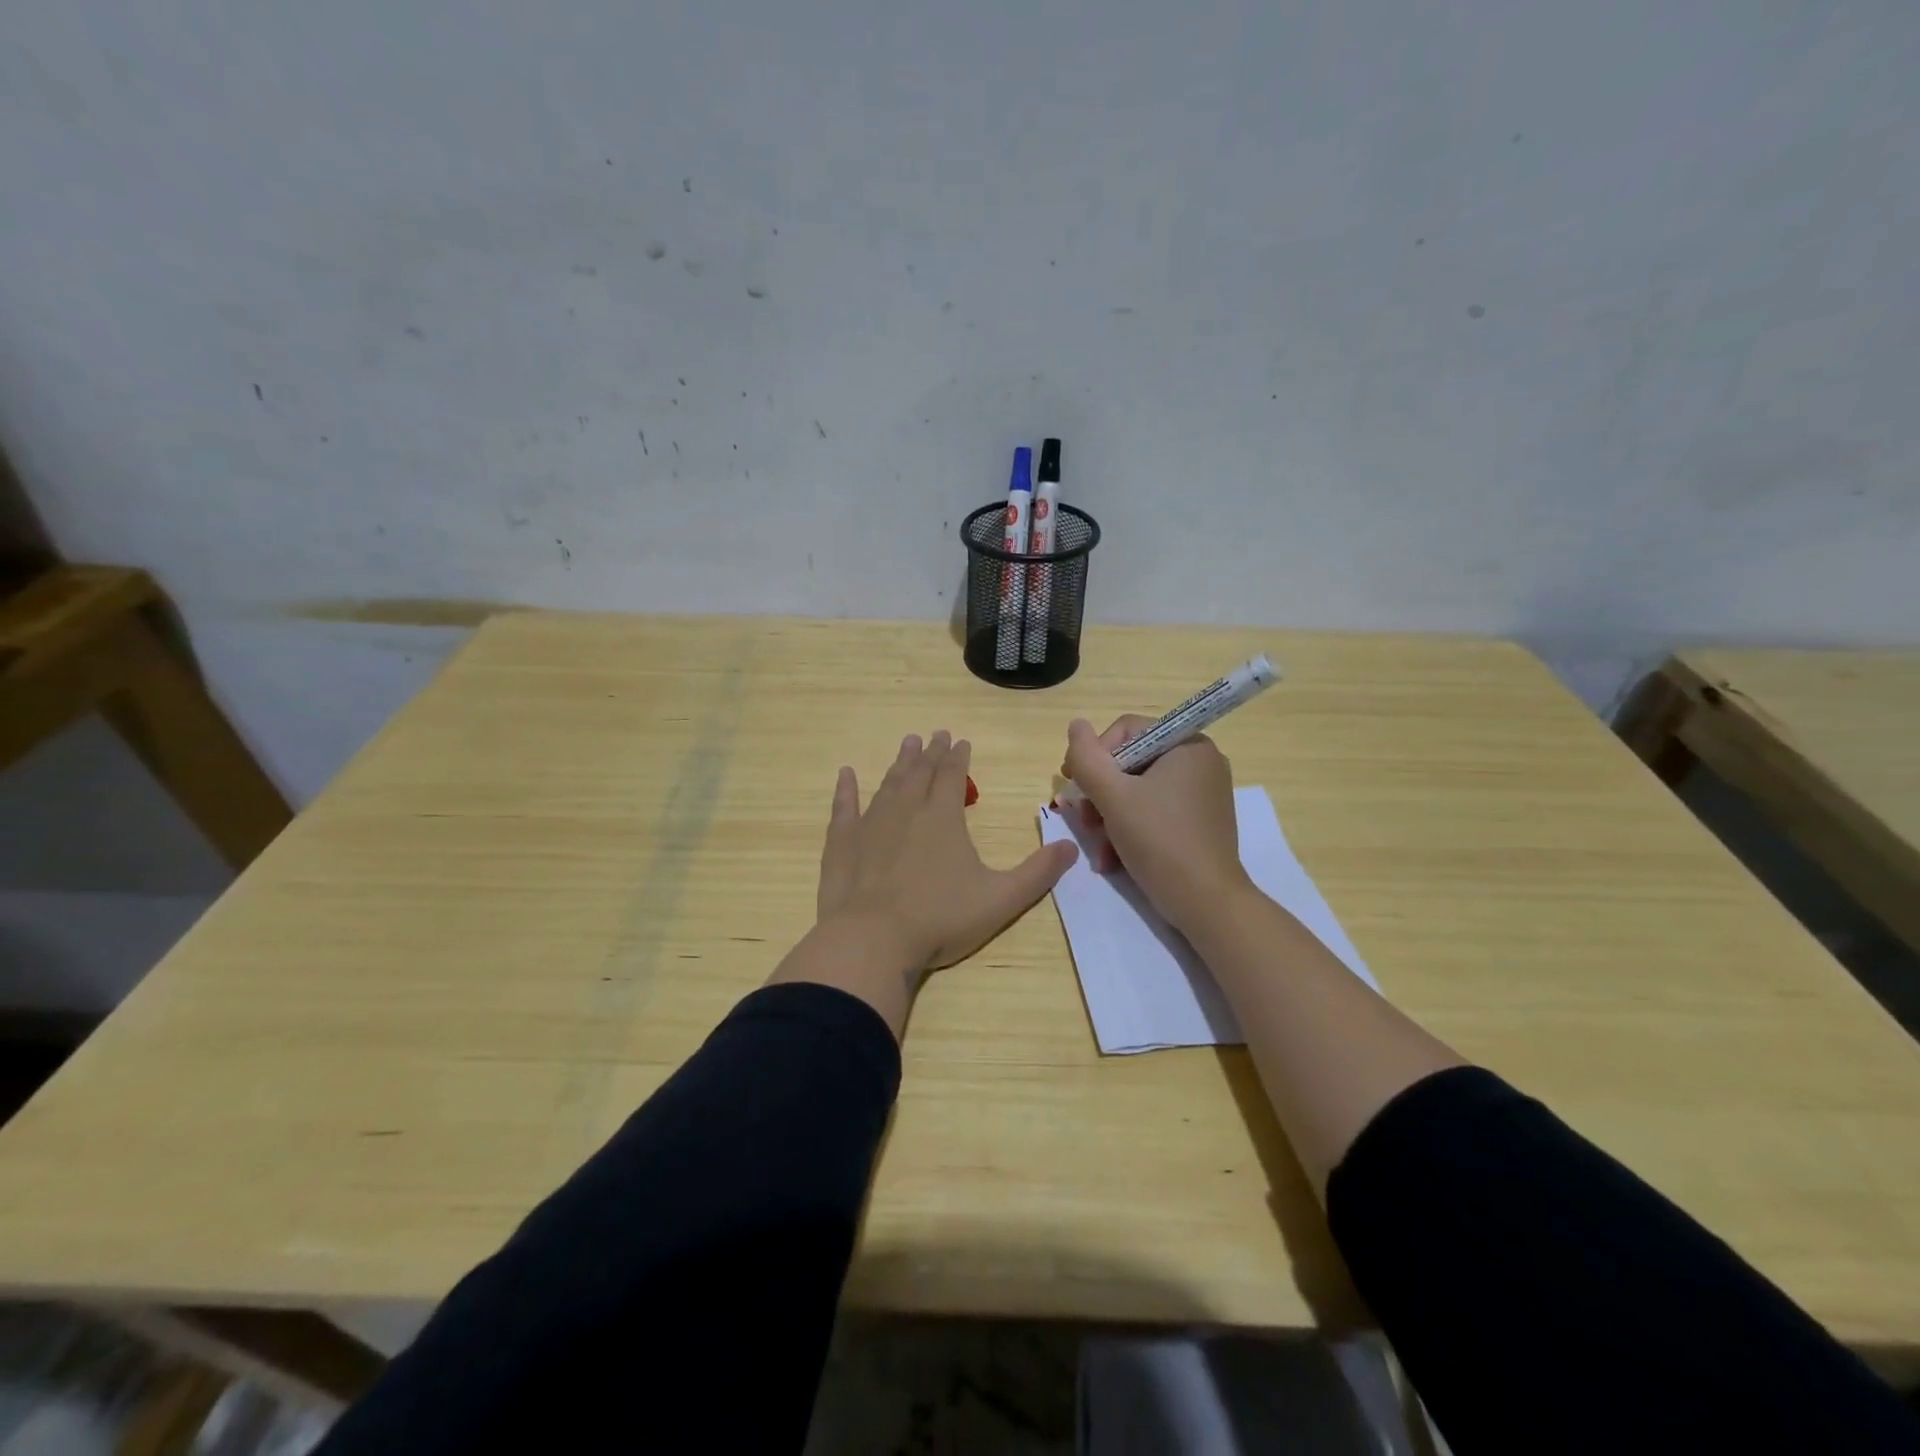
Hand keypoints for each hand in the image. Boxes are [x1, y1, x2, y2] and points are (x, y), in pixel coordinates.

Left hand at [817, 730, 1078, 972]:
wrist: (872, 940)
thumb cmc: (940, 919)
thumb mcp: (1000, 899)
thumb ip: (1037, 873)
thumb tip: (1071, 848)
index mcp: (943, 818)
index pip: (952, 776)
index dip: (958, 757)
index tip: (960, 740)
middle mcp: (906, 810)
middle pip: (920, 772)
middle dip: (930, 752)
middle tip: (934, 734)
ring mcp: (870, 824)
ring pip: (887, 784)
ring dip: (899, 763)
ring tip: (906, 744)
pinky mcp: (842, 843)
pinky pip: (844, 807)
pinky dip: (845, 789)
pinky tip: (845, 774)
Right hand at [1061, 716, 1253, 934]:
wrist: (1206, 903)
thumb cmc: (1160, 841)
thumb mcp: (1113, 796)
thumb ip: (1088, 758)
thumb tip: (1076, 724)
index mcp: (1187, 744)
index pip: (1126, 731)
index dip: (1094, 756)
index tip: (1074, 788)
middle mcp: (1200, 761)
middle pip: (1131, 762)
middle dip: (1101, 794)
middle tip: (1084, 822)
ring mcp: (1203, 792)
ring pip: (1139, 790)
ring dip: (1110, 816)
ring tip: (1098, 846)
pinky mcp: (1200, 820)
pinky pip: (1155, 810)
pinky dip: (1131, 828)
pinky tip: (1113, 857)